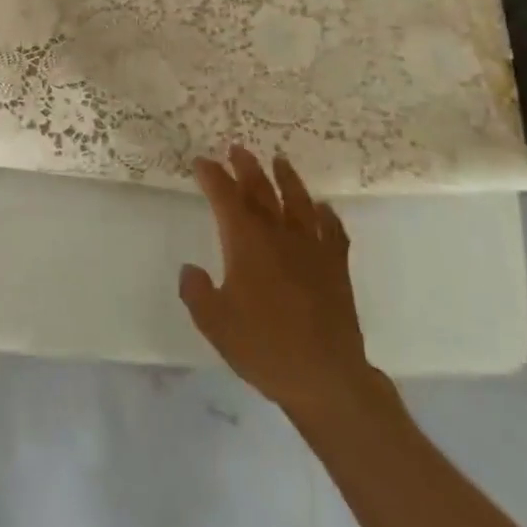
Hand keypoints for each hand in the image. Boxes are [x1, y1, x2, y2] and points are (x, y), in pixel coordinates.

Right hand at [180, 147, 393, 422]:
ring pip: (298, 201)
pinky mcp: (336, 266)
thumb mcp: (214, 323)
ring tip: (279, 161)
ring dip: (286, 178)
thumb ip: (196, 291)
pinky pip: (332, 230)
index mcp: (246, 242)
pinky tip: (322, 208)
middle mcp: (279, 235)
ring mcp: (311, 248)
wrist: (325, 377)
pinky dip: (325, 214)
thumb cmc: (263, 347)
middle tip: (236, 149)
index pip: (225, 197)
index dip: (212, 177)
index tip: (201, 162)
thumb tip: (190, 268)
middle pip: (261, 190)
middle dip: (246, 167)